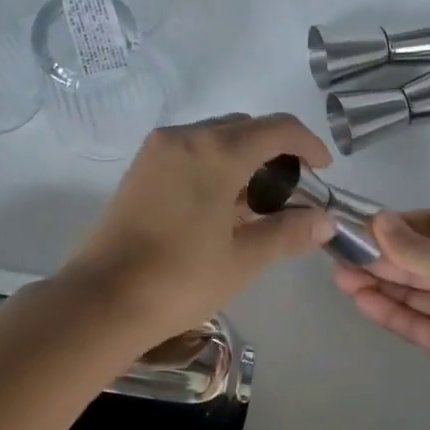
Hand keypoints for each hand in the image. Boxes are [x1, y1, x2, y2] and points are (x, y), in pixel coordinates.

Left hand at [63, 113, 336, 338]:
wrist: (104, 300)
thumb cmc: (181, 279)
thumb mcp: (243, 258)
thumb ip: (288, 232)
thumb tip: (326, 221)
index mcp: (216, 152)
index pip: (277, 129)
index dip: (308, 144)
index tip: (324, 170)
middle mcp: (185, 138)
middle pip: (245, 129)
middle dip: (276, 152)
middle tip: (293, 194)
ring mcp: (157, 152)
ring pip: (216, 140)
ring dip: (245, 161)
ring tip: (260, 206)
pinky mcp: (140, 170)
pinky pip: (191, 154)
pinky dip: (216, 168)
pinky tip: (224, 208)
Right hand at [333, 209, 429, 413]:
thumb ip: (416, 250)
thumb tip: (378, 220)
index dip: (397, 227)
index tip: (362, 227)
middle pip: (415, 260)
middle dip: (379, 256)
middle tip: (338, 252)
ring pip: (409, 291)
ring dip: (376, 281)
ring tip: (339, 274)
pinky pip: (410, 321)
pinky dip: (386, 310)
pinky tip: (358, 298)